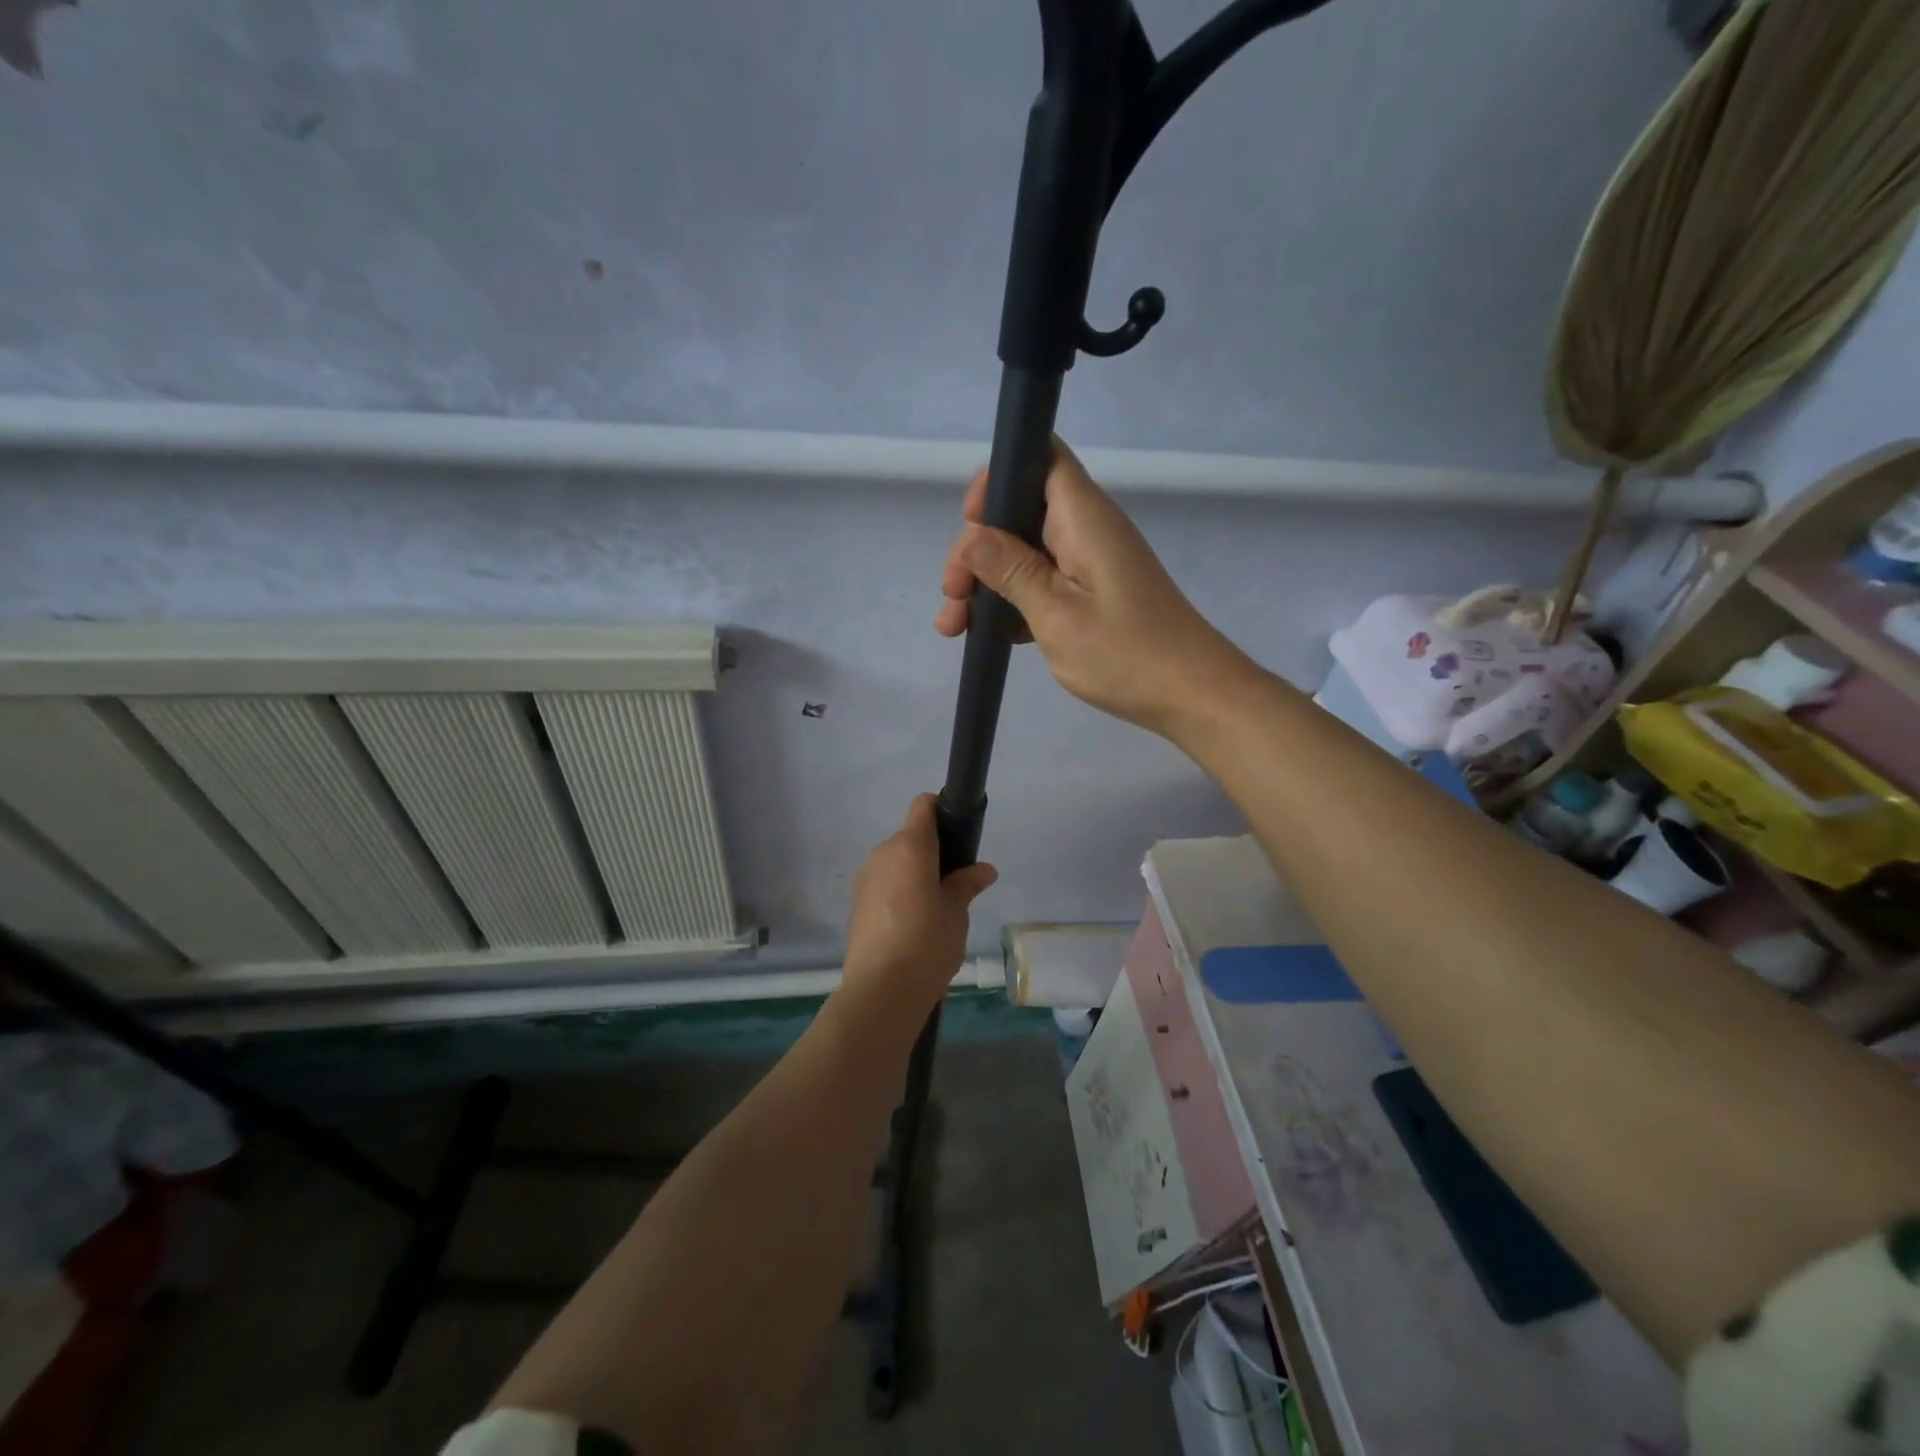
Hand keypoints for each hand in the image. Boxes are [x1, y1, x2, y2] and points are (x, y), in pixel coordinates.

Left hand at [842, 795, 997, 1019]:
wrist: (881, 990)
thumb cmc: (927, 942)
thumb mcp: (956, 912)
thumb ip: (967, 884)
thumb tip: (984, 869)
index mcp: (909, 846)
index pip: (924, 805)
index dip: (943, 811)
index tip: (960, 835)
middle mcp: (882, 853)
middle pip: (911, 837)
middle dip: (933, 852)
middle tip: (956, 883)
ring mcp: (865, 879)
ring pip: (896, 863)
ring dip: (915, 875)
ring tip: (935, 910)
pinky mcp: (856, 904)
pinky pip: (884, 885)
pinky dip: (899, 893)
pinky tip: (913, 926)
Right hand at [935, 440, 1252, 737]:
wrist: (1193, 695)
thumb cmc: (1126, 655)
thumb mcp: (1056, 615)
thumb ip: (1012, 570)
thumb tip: (972, 537)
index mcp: (1083, 518)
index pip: (1039, 457)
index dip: (998, 478)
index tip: (970, 525)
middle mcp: (1087, 529)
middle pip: (1021, 510)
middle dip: (978, 546)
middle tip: (952, 596)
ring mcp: (1091, 562)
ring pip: (1026, 551)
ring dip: (988, 581)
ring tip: (955, 626)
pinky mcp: (1093, 592)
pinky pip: (1043, 580)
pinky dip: (1013, 601)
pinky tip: (989, 635)